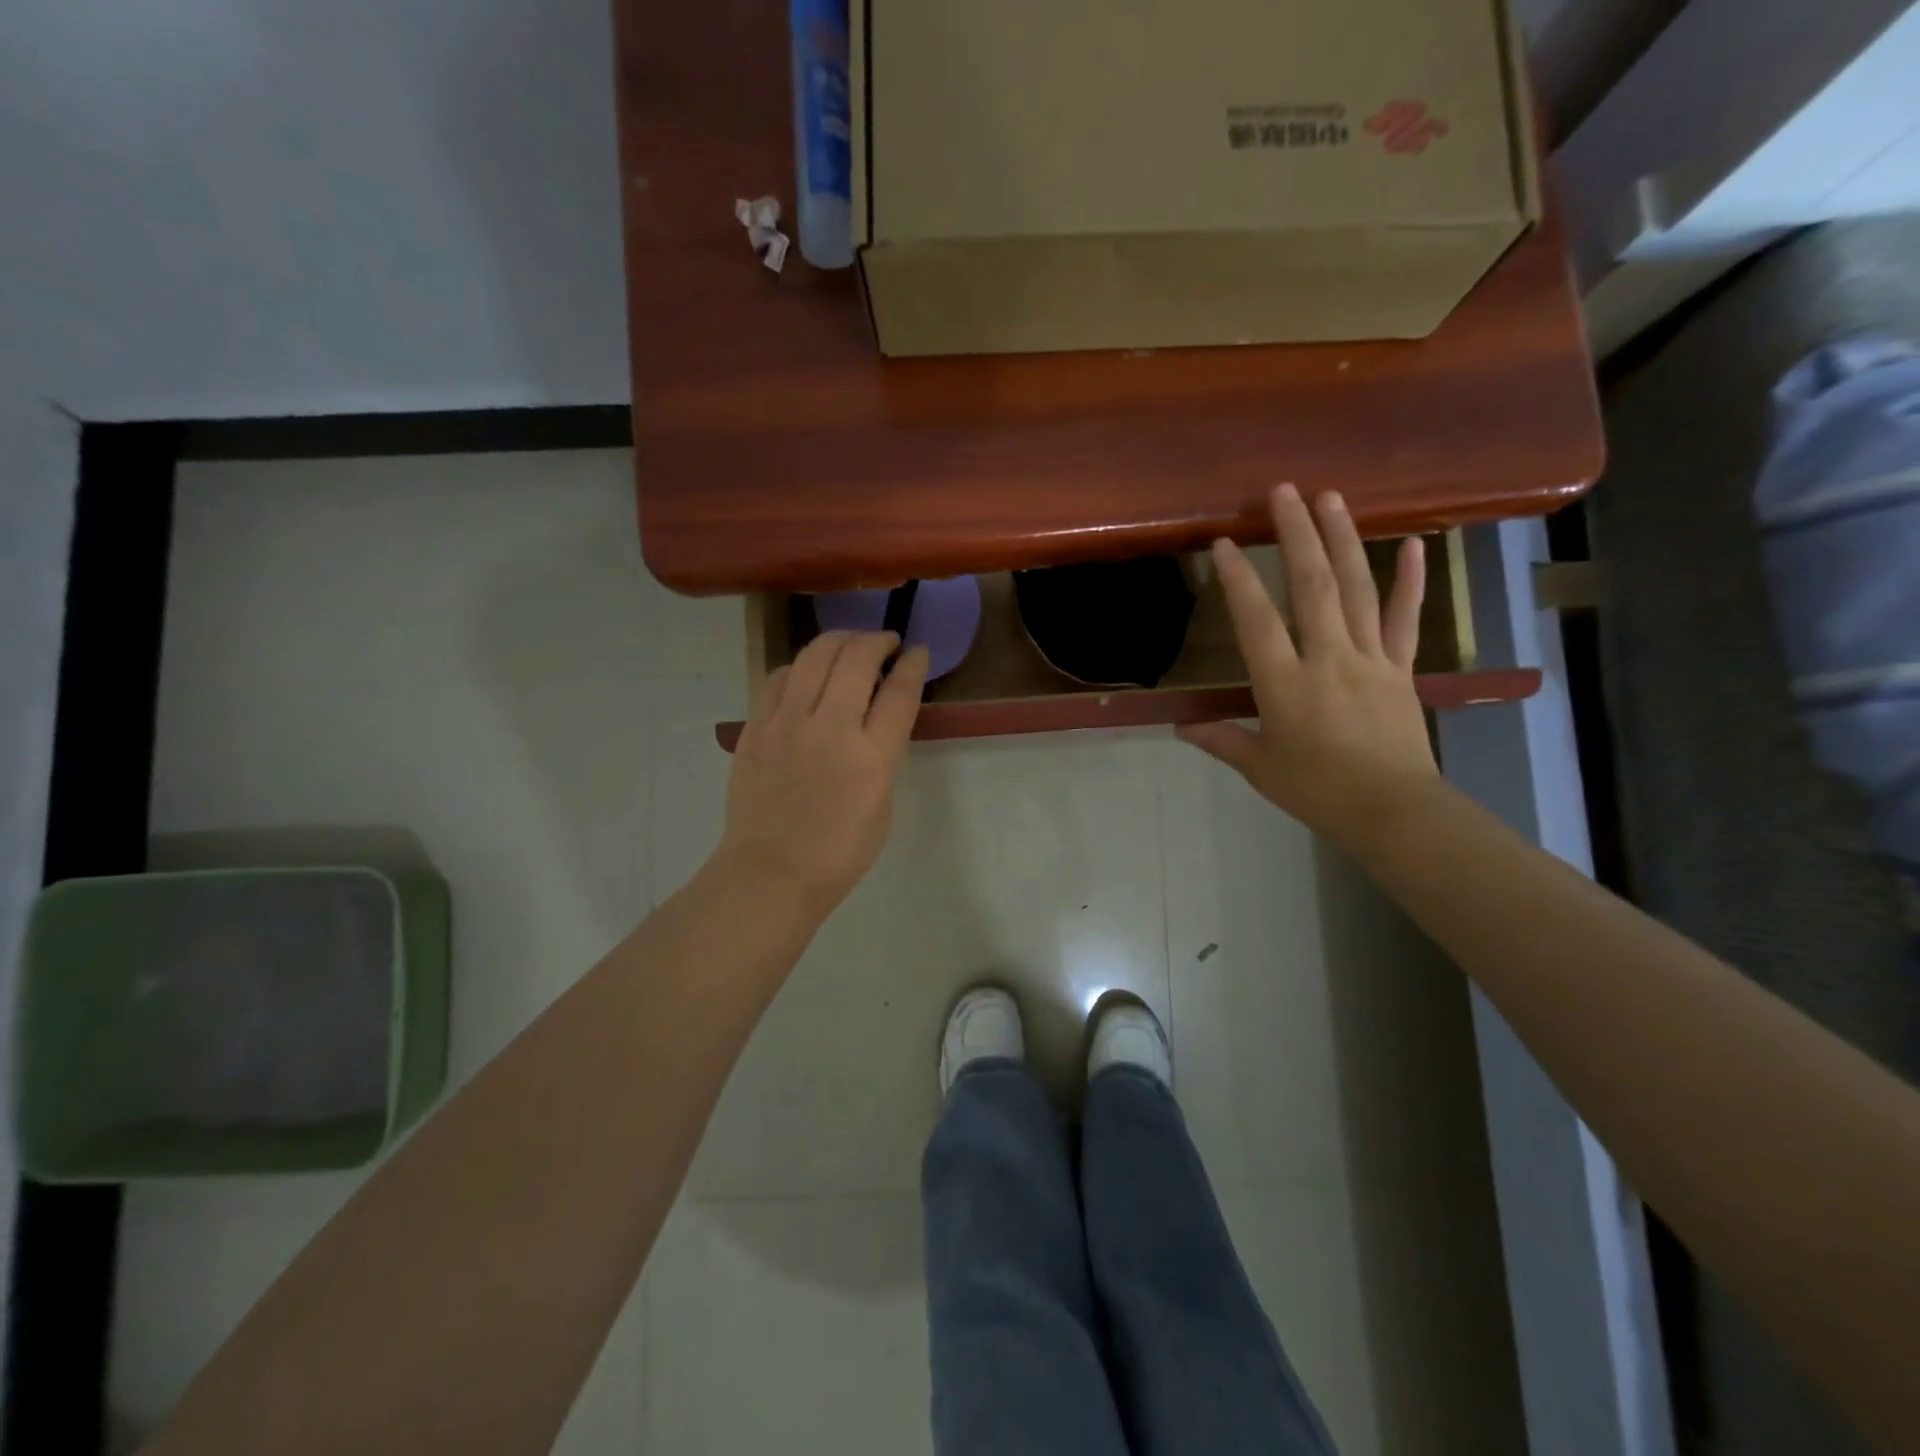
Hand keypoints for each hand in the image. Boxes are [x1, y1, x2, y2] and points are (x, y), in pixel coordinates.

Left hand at [716, 631, 928, 918]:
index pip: (900, 692)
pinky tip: (808, 673)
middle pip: (857, 658)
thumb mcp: (883, 804)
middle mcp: (830, 729)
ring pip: (814, 655)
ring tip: (850, 646)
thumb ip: (884, 753)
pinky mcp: (755, 727)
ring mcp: (786, 724)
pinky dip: (801, 666)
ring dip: (839, 641)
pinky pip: (780, 677)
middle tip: (886, 642)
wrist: (771, 873)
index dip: (913, 663)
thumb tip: (878, 715)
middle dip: (877, 640)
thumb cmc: (839, 852)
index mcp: (871, 758)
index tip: (917, 650)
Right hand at [1179, 484, 1438, 842]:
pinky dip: (1409, 580)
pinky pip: (1406, 618)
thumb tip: (1180, 726)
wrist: (1392, 810)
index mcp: (1285, 685)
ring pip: (1356, 589)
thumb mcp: (1260, 767)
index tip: (1223, 543)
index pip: (1256, 622)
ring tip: (1331, 497)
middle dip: (1296, 535)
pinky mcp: (1401, 667)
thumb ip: (1221, 740)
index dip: (1238, 580)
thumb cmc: (1317, 790)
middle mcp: (1327, 659)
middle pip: (1311, 587)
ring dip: (1342, 539)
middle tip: (1283, 491)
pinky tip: (1409, 543)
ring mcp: (1370, 658)